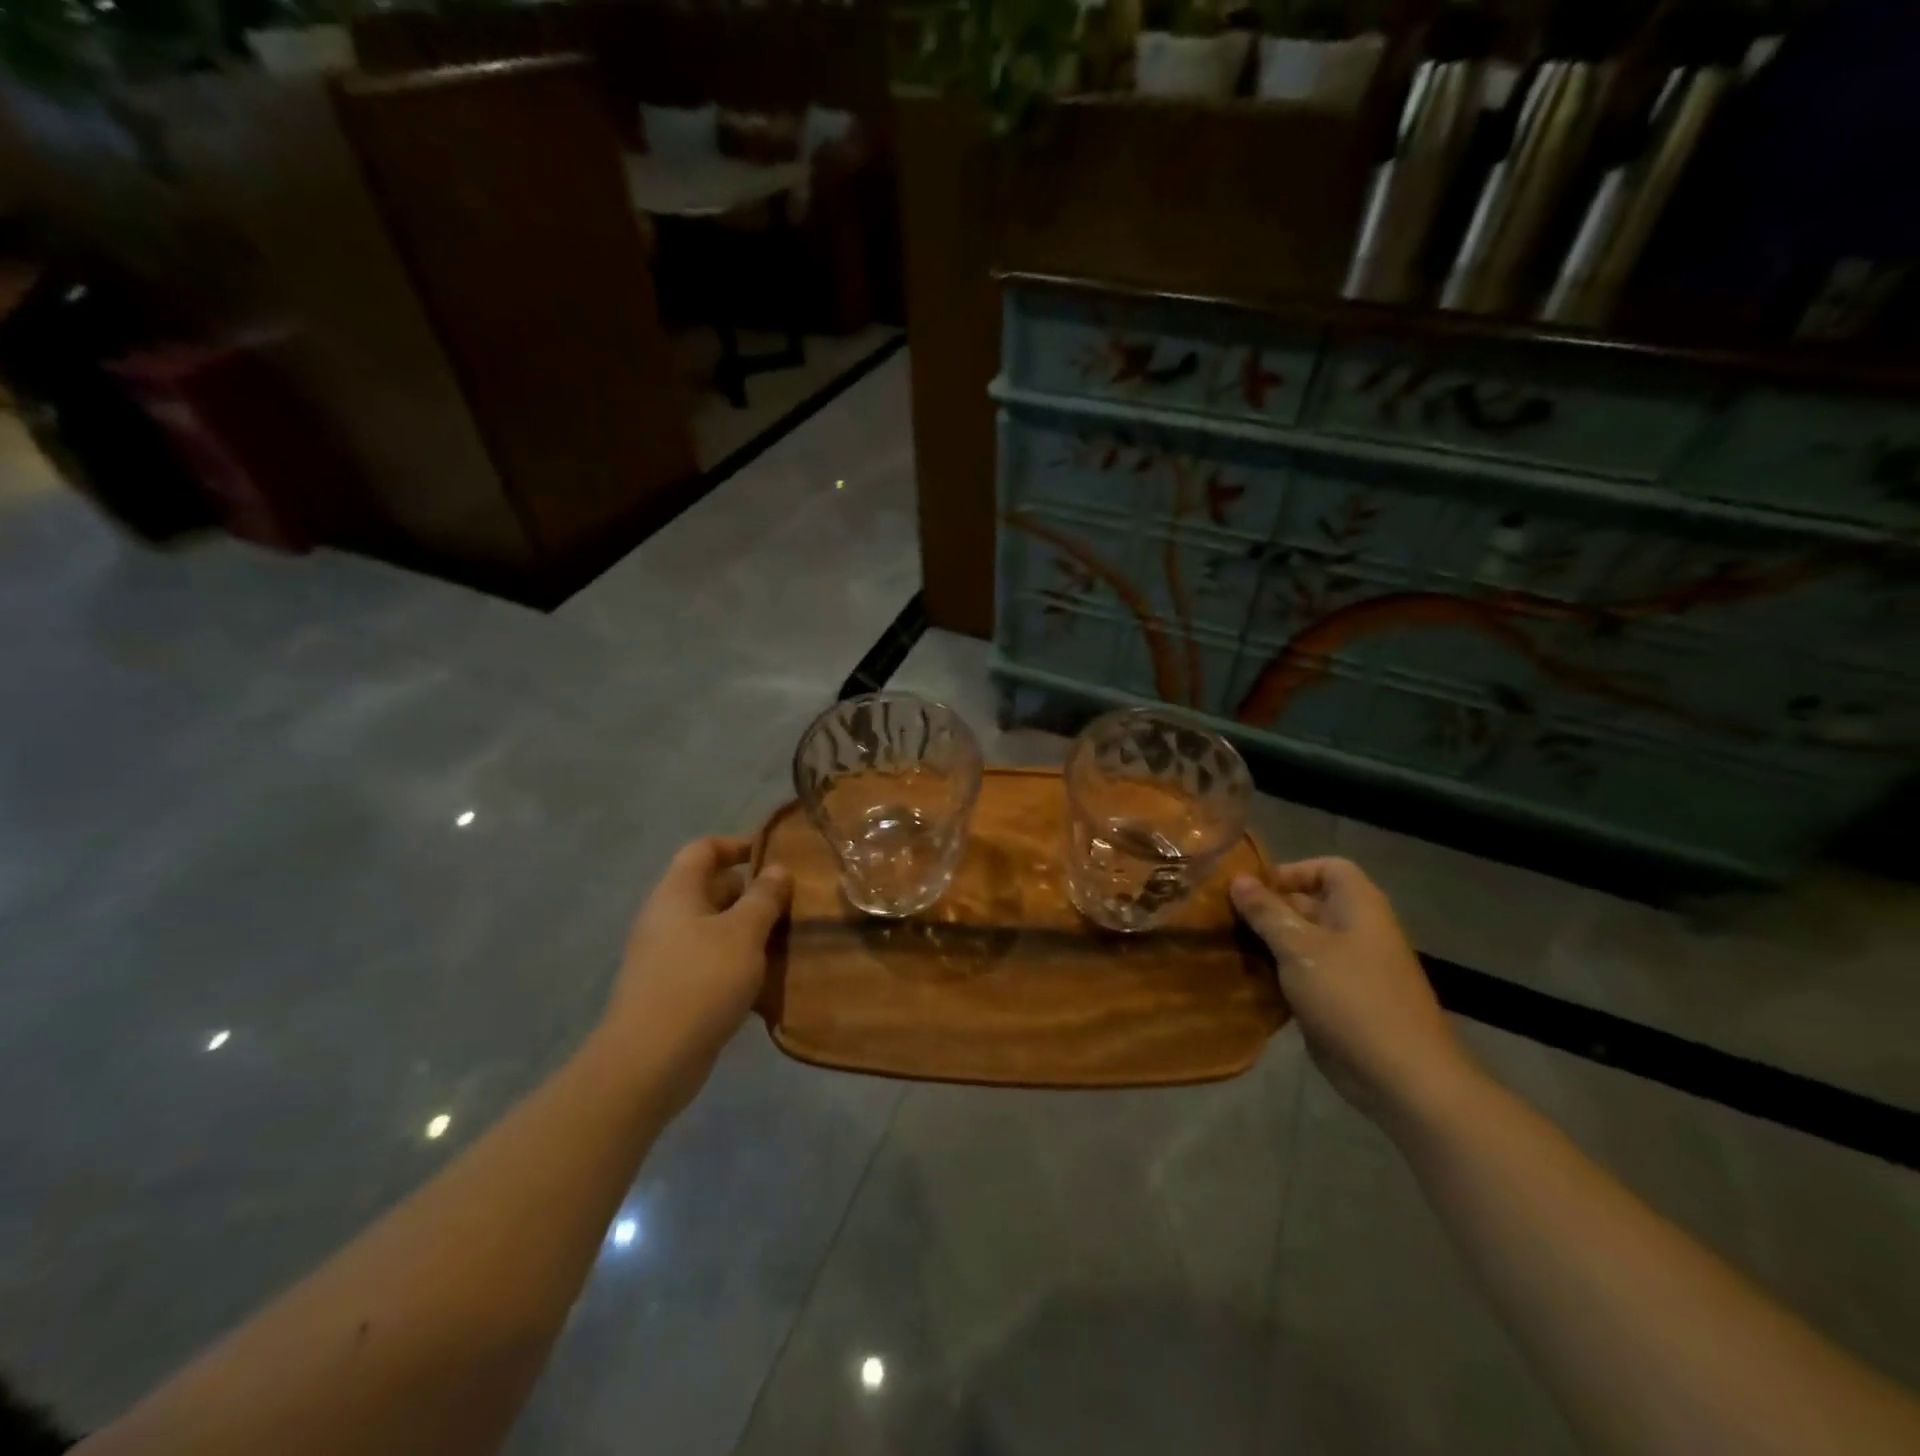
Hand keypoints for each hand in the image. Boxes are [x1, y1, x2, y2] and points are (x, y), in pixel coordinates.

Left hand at [600, 837, 791, 1111]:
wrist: (649, 1061)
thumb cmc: (700, 982)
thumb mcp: (743, 933)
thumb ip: (764, 897)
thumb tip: (777, 870)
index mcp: (677, 893)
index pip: (704, 849)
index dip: (738, 844)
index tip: (775, 855)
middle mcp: (667, 917)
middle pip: (711, 888)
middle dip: (752, 892)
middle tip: (793, 901)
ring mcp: (666, 955)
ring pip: (715, 928)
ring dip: (749, 930)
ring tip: (789, 938)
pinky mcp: (673, 989)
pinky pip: (711, 961)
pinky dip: (738, 962)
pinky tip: (767, 978)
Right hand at [1231, 857, 1476, 1128]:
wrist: (1402, 1077)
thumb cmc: (1351, 998)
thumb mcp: (1299, 948)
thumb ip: (1266, 912)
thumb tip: (1237, 880)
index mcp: (1359, 907)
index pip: (1327, 868)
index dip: (1291, 871)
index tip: (1252, 889)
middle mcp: (1358, 930)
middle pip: (1310, 904)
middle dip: (1269, 909)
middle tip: (1226, 919)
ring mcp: (1352, 968)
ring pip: (1303, 942)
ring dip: (1269, 944)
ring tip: (1228, 948)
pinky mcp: (1341, 1002)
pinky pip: (1305, 976)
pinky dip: (1279, 975)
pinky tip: (1247, 982)